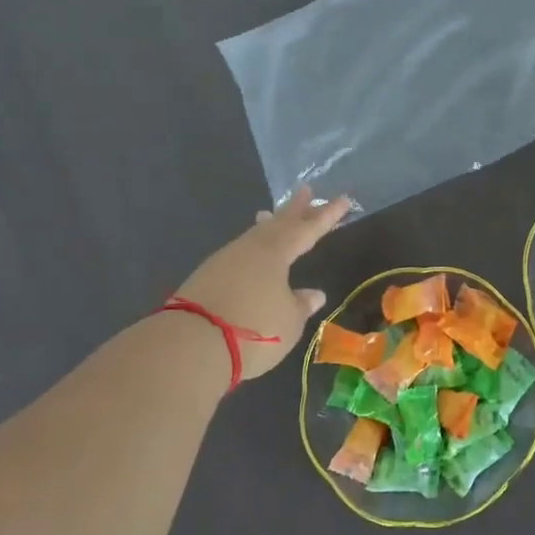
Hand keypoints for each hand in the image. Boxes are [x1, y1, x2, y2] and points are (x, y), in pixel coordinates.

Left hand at [175, 187, 351, 380]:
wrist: (190, 345)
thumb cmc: (254, 329)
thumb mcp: (289, 321)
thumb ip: (301, 305)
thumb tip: (313, 294)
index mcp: (276, 252)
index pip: (309, 230)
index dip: (328, 216)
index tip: (344, 198)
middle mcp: (250, 249)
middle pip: (278, 223)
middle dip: (295, 208)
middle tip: (305, 189)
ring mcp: (224, 261)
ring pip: (254, 236)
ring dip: (268, 225)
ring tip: (272, 215)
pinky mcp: (206, 278)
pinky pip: (238, 253)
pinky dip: (251, 246)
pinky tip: (250, 254)